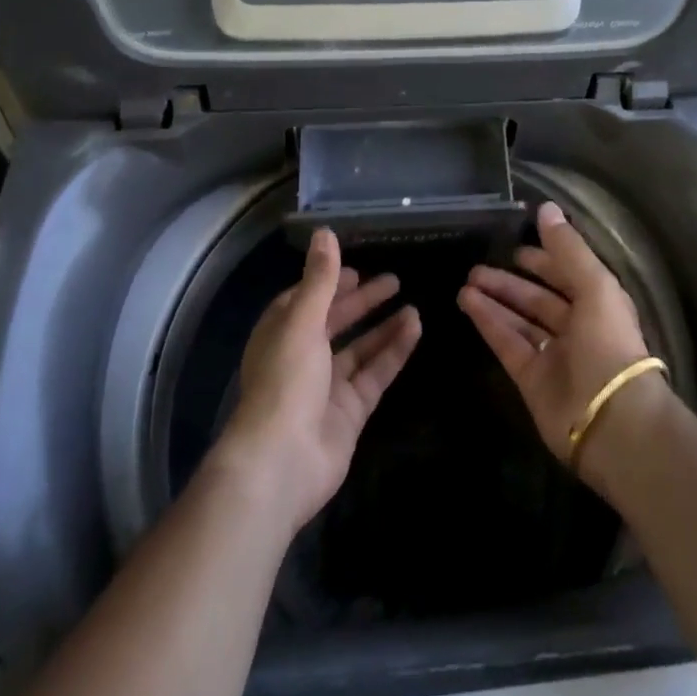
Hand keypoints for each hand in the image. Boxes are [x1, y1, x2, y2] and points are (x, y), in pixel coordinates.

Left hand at [211, 229, 421, 535]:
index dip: (329, 283)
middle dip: (362, 302)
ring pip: (360, 349)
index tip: (355, 269)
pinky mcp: (349, 413)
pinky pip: (375, 374)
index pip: (306, 300)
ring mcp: (326, 388)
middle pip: (336, 323)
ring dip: (383, 327)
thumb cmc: (285, 381)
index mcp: (281, 334)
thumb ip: (320, 278)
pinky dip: (394, 352)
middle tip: (394, 281)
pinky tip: (415, 329)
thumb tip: (324, 231)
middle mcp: (302, 358)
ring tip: (413, 304)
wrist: (281, 463)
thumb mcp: (303, 321)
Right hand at [457, 202, 653, 462]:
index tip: (514, 246)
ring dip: (494, 299)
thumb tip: (545, 207)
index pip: (566, 274)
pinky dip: (488, 323)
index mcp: (598, 304)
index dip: (543, 259)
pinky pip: (507, 343)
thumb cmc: (608, 344)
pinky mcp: (531, 379)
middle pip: (538, 298)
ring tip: (465, 281)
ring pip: (519, 320)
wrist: (612, 421)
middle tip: (477, 265)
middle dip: (510, 281)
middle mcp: (576, 328)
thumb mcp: (594, 285)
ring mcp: (553, 355)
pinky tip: (468, 303)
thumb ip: (567, 247)